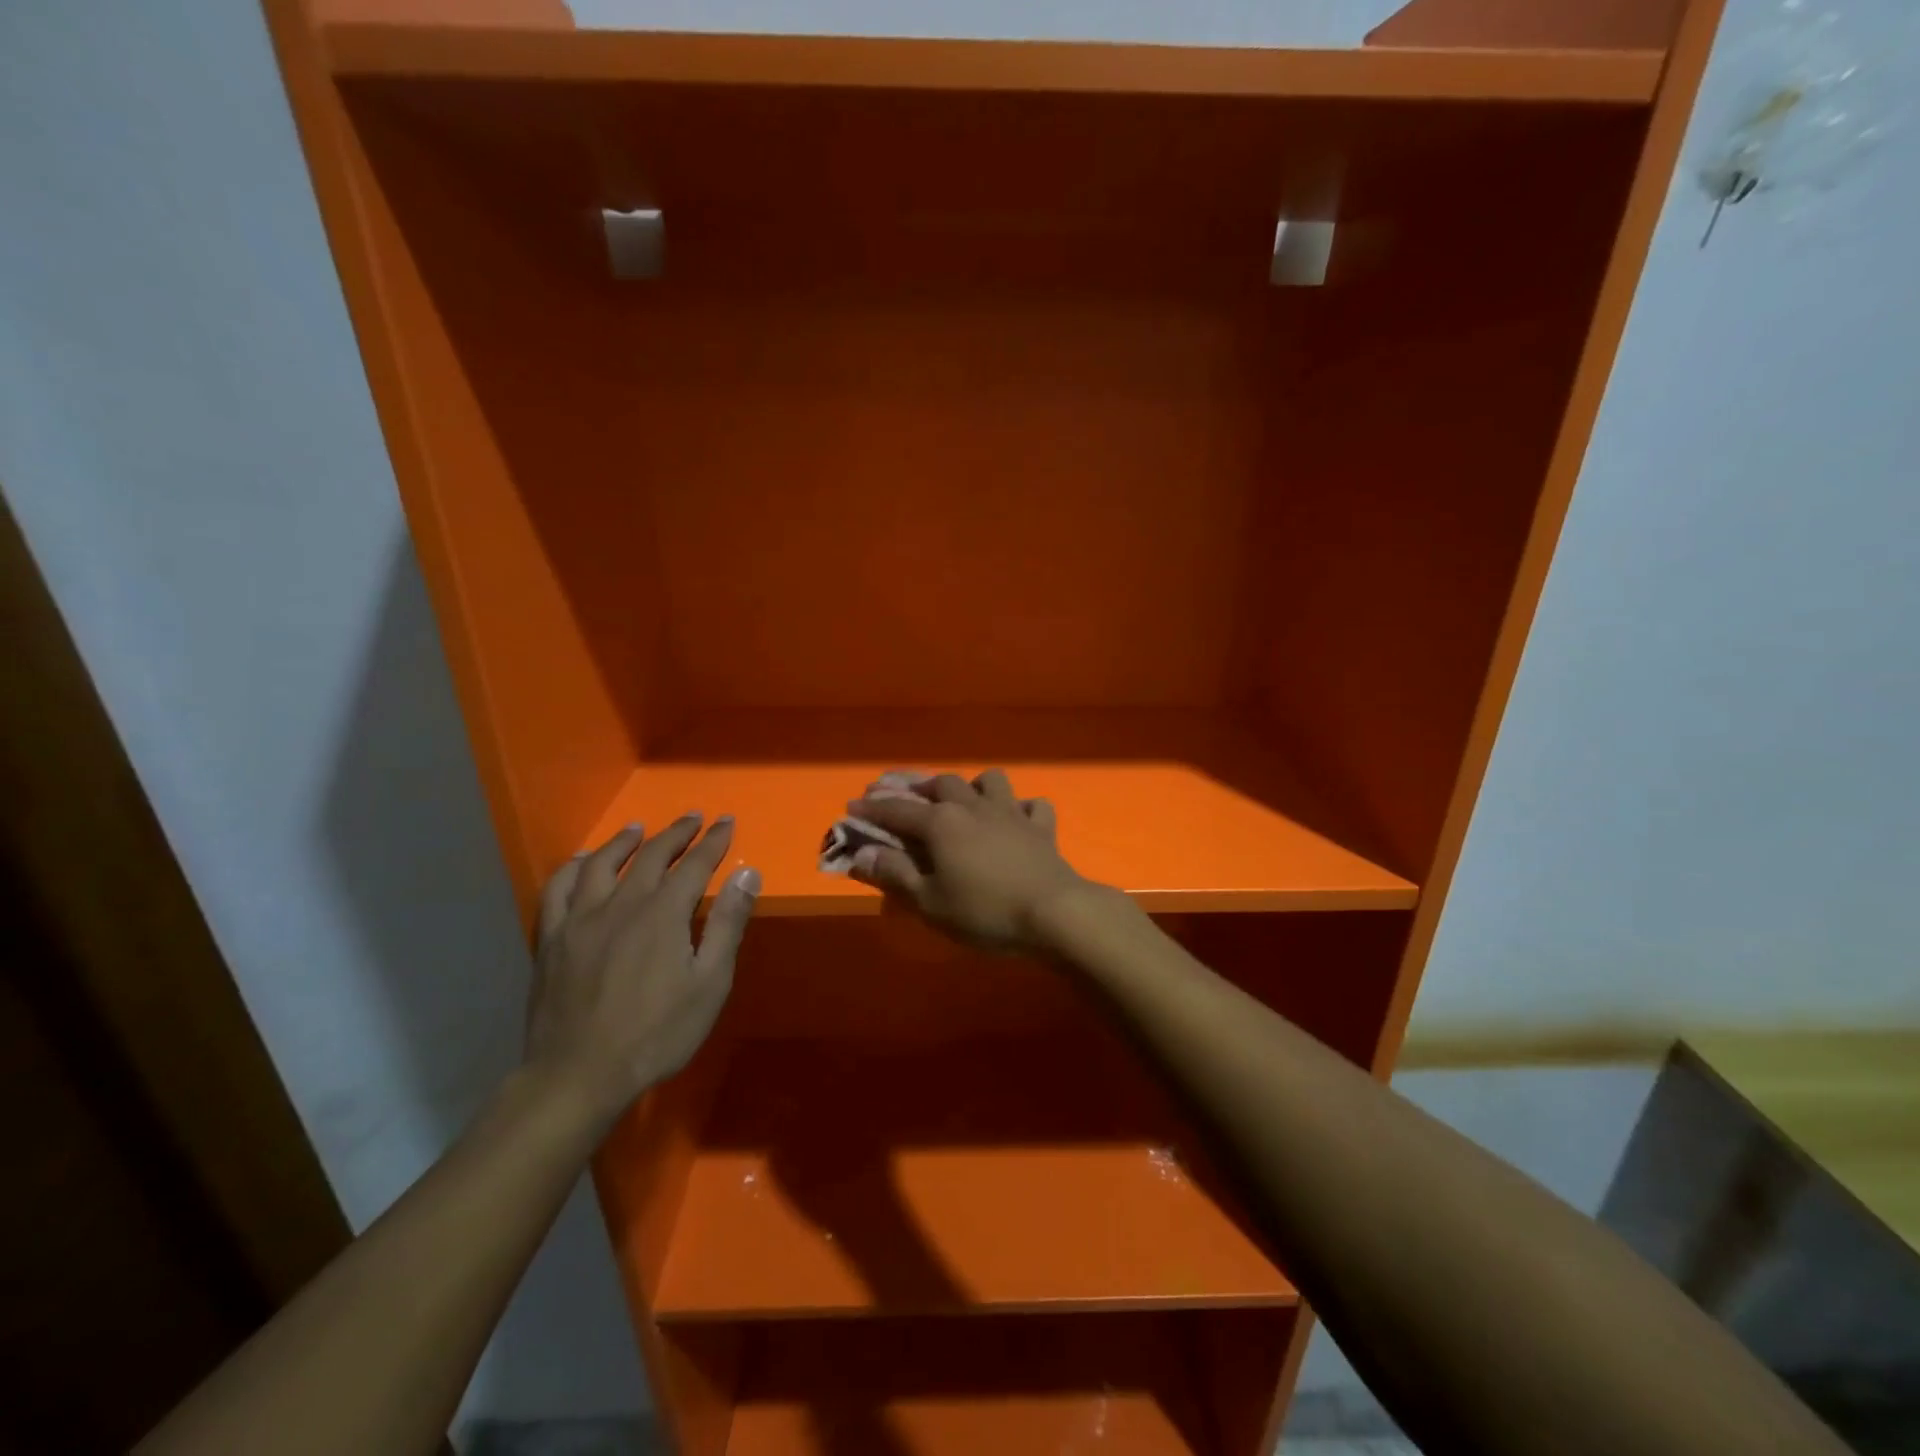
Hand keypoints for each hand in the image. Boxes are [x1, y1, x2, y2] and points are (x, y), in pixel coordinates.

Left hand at [527, 815, 759, 1123]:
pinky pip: (557, 890)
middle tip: (693, 817)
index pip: (695, 864)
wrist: (577, 1075)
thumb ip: (727, 925)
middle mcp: (621, 904)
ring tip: (638, 828)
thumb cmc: (655, 1034)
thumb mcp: (709, 984)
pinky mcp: (551, 939)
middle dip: (676, 833)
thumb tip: (746, 873)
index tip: (726, 821)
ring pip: (600, 864)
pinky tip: (579, 861)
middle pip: (650, 855)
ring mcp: (579, 919)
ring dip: (624, 841)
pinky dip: (571, 868)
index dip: (713, 841)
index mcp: (663, 913)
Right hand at [846, 770, 1092, 952]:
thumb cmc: (984, 911)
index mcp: (941, 823)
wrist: (1054, 913)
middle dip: (916, 786)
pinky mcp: (1041, 828)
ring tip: (962, 799)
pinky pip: (1032, 805)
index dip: (872, 808)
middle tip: (900, 794)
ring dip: (971, 786)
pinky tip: (1016, 820)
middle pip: (941, 783)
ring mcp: (1011, 813)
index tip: (852, 807)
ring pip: (989, 781)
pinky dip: (1021, 809)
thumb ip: (894, 874)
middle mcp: (974, 807)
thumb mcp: (929, 901)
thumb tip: (862, 853)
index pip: (897, 809)